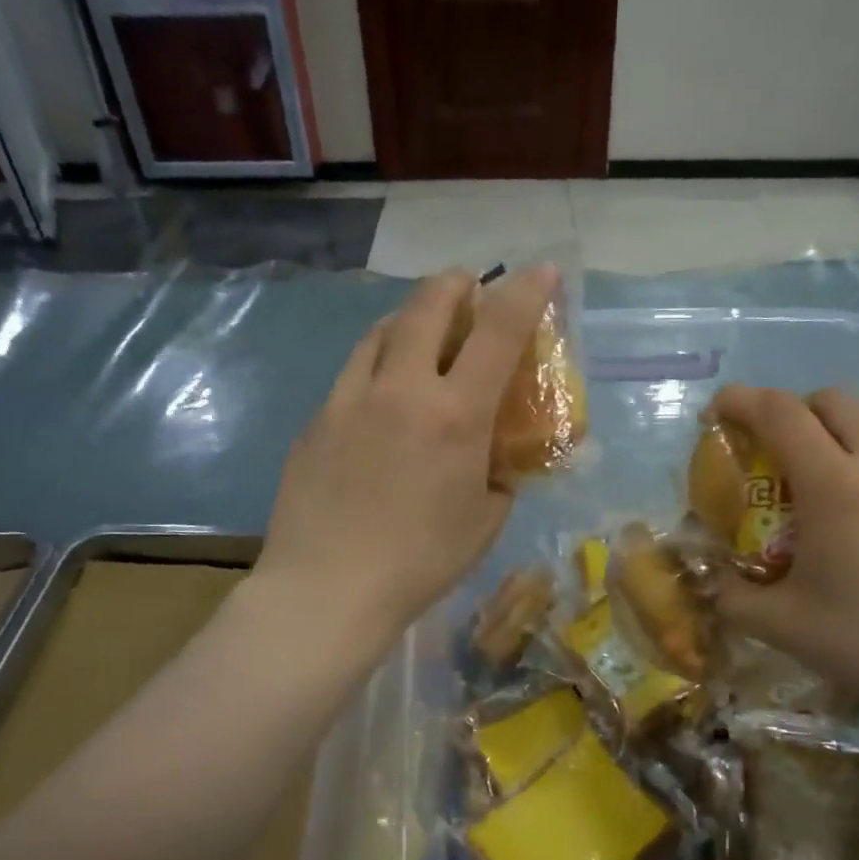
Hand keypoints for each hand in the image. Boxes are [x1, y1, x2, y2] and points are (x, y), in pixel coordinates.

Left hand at [258, 264, 558, 650]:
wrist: (327, 589)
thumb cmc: (421, 562)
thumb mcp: (485, 521)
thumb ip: (498, 478)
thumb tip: (493, 463)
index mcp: (455, 415)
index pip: (498, 333)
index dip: (525, 294)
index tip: (541, 270)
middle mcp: (402, 390)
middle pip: (427, 307)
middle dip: (454, 285)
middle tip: (466, 285)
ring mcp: (350, 400)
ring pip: (381, 332)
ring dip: (409, 317)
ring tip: (421, 328)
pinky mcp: (317, 420)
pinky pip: (353, 373)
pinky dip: (376, 362)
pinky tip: (380, 393)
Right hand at [710, 386, 858, 713]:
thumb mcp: (779, 624)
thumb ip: (731, 596)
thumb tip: (711, 581)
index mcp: (831, 484)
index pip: (780, 413)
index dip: (741, 401)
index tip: (715, 413)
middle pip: (828, 400)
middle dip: (787, 409)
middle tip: (766, 444)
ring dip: (835, 416)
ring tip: (819, 453)